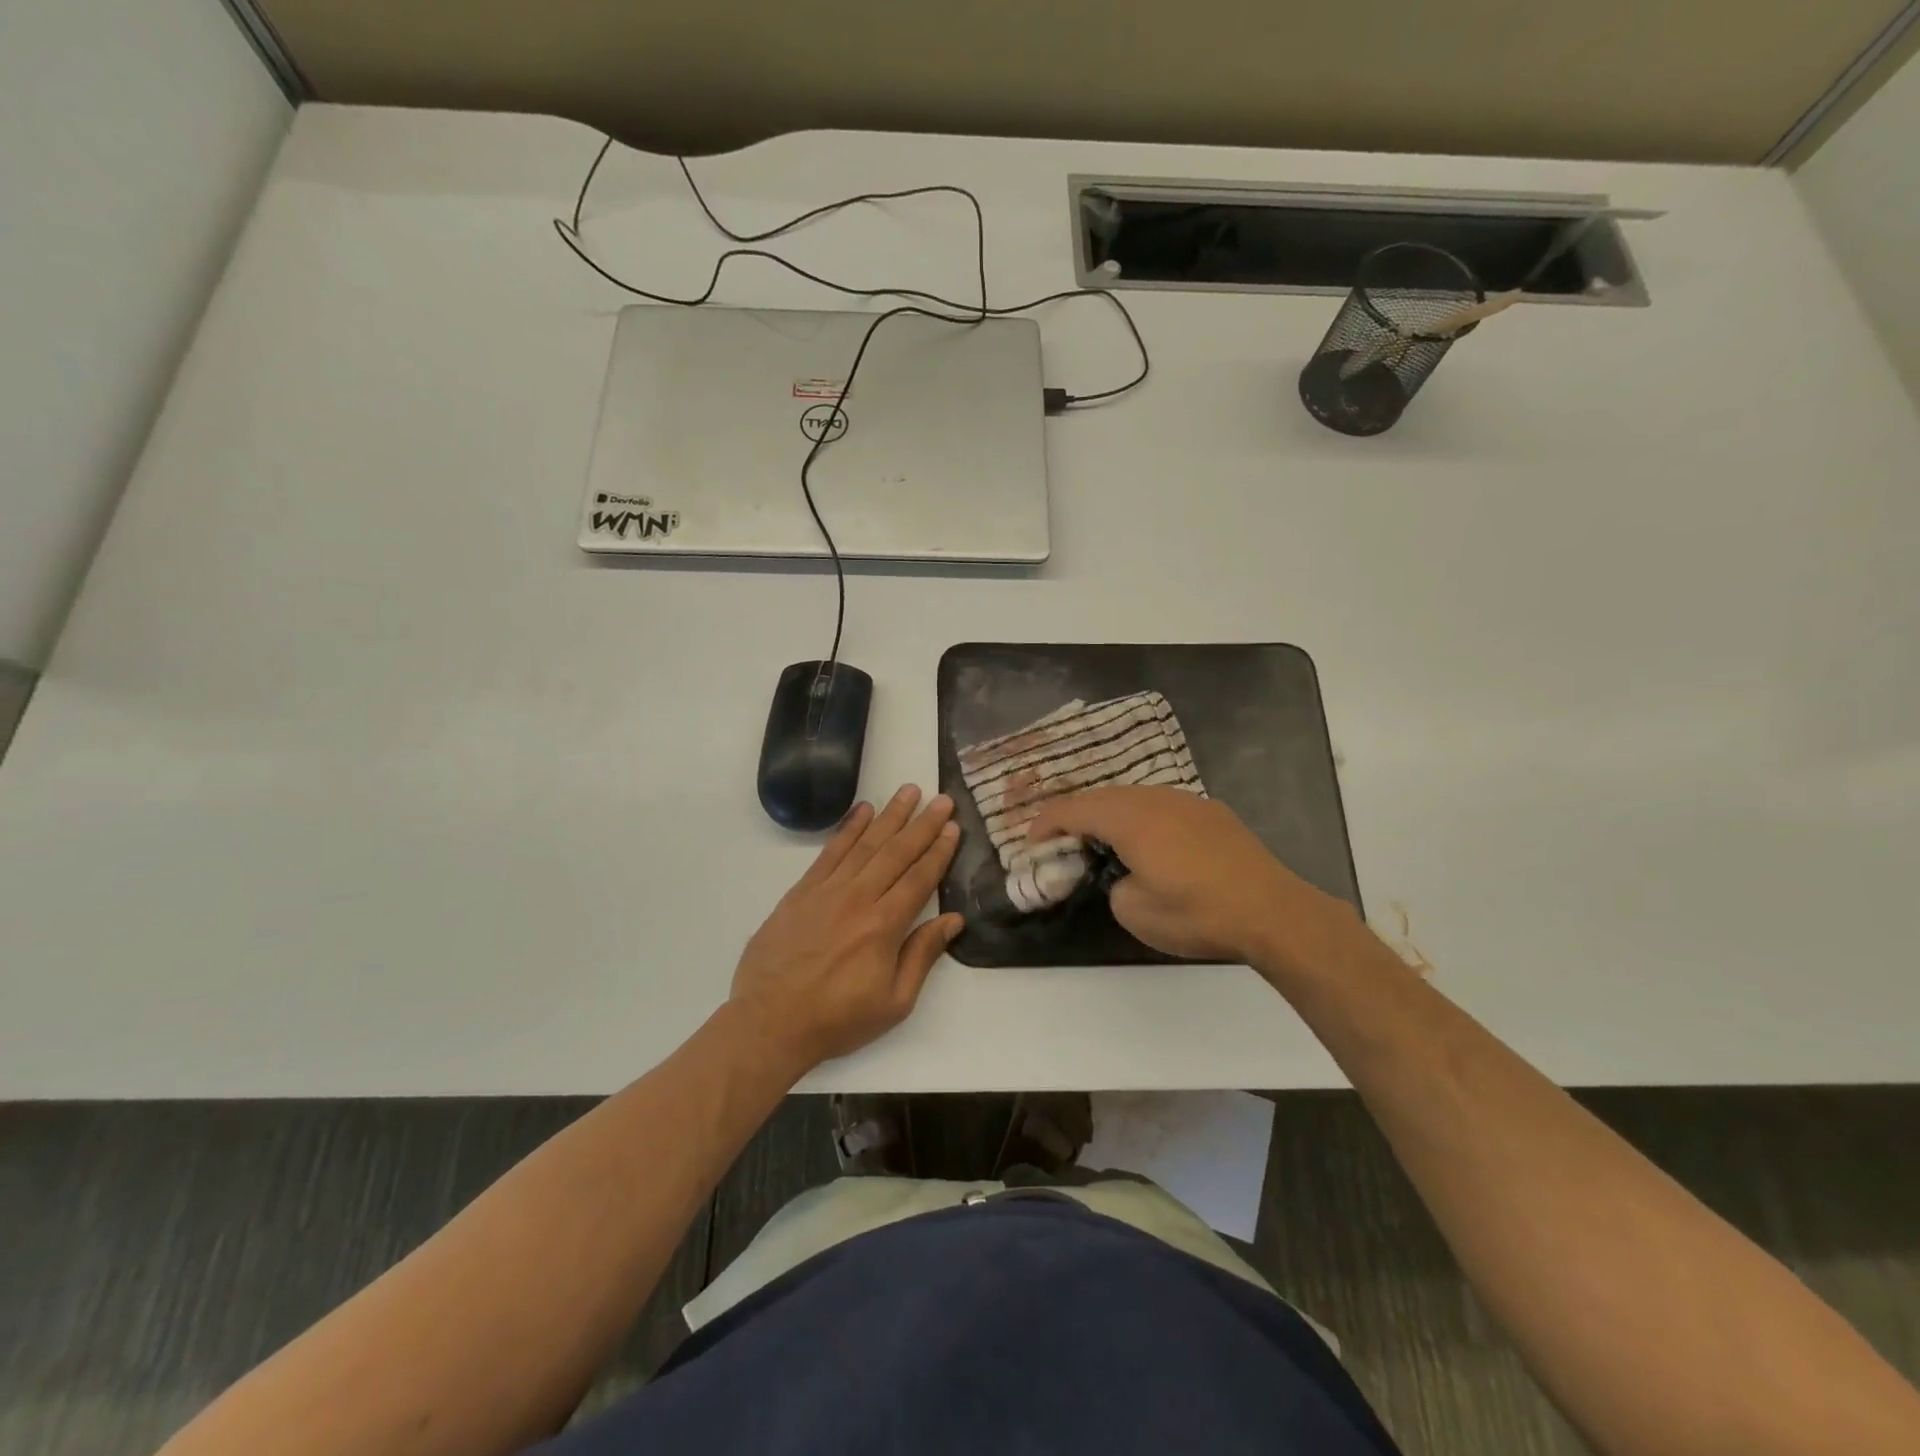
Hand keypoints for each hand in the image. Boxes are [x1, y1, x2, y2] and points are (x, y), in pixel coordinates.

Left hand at [731, 785, 964, 1069]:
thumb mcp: (894, 1002)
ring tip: (909, 791)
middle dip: (923, 824)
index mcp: (884, 925)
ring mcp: (827, 890)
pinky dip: (848, 829)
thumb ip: (923, 955)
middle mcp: (859, 898)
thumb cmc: (838, 1019)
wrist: (770, 1022)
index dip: (939, 851)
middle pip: (897, 852)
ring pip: (865, 844)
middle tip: (942, 799)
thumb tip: (953, 920)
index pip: (920, 878)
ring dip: (890, 815)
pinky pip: (830, 852)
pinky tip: (863, 811)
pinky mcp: (802, 891)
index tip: (953, 827)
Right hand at [1024, 786, 1355, 975]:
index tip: (1030, 843)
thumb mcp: (1135, 912)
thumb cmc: (1197, 913)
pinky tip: (1148, 841)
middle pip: (1101, 796)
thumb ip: (1113, 886)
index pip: (1073, 809)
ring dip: (1108, 814)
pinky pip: (1160, 805)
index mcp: (1129, 818)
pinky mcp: (1210, 812)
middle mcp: (1154, 798)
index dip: (1045, 824)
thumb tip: (1124, 876)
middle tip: (1060, 841)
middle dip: (1074, 815)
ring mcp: (1186, 801)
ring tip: (1100, 839)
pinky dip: (1139, 817)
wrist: (1272, 911)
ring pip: (1132, 796)